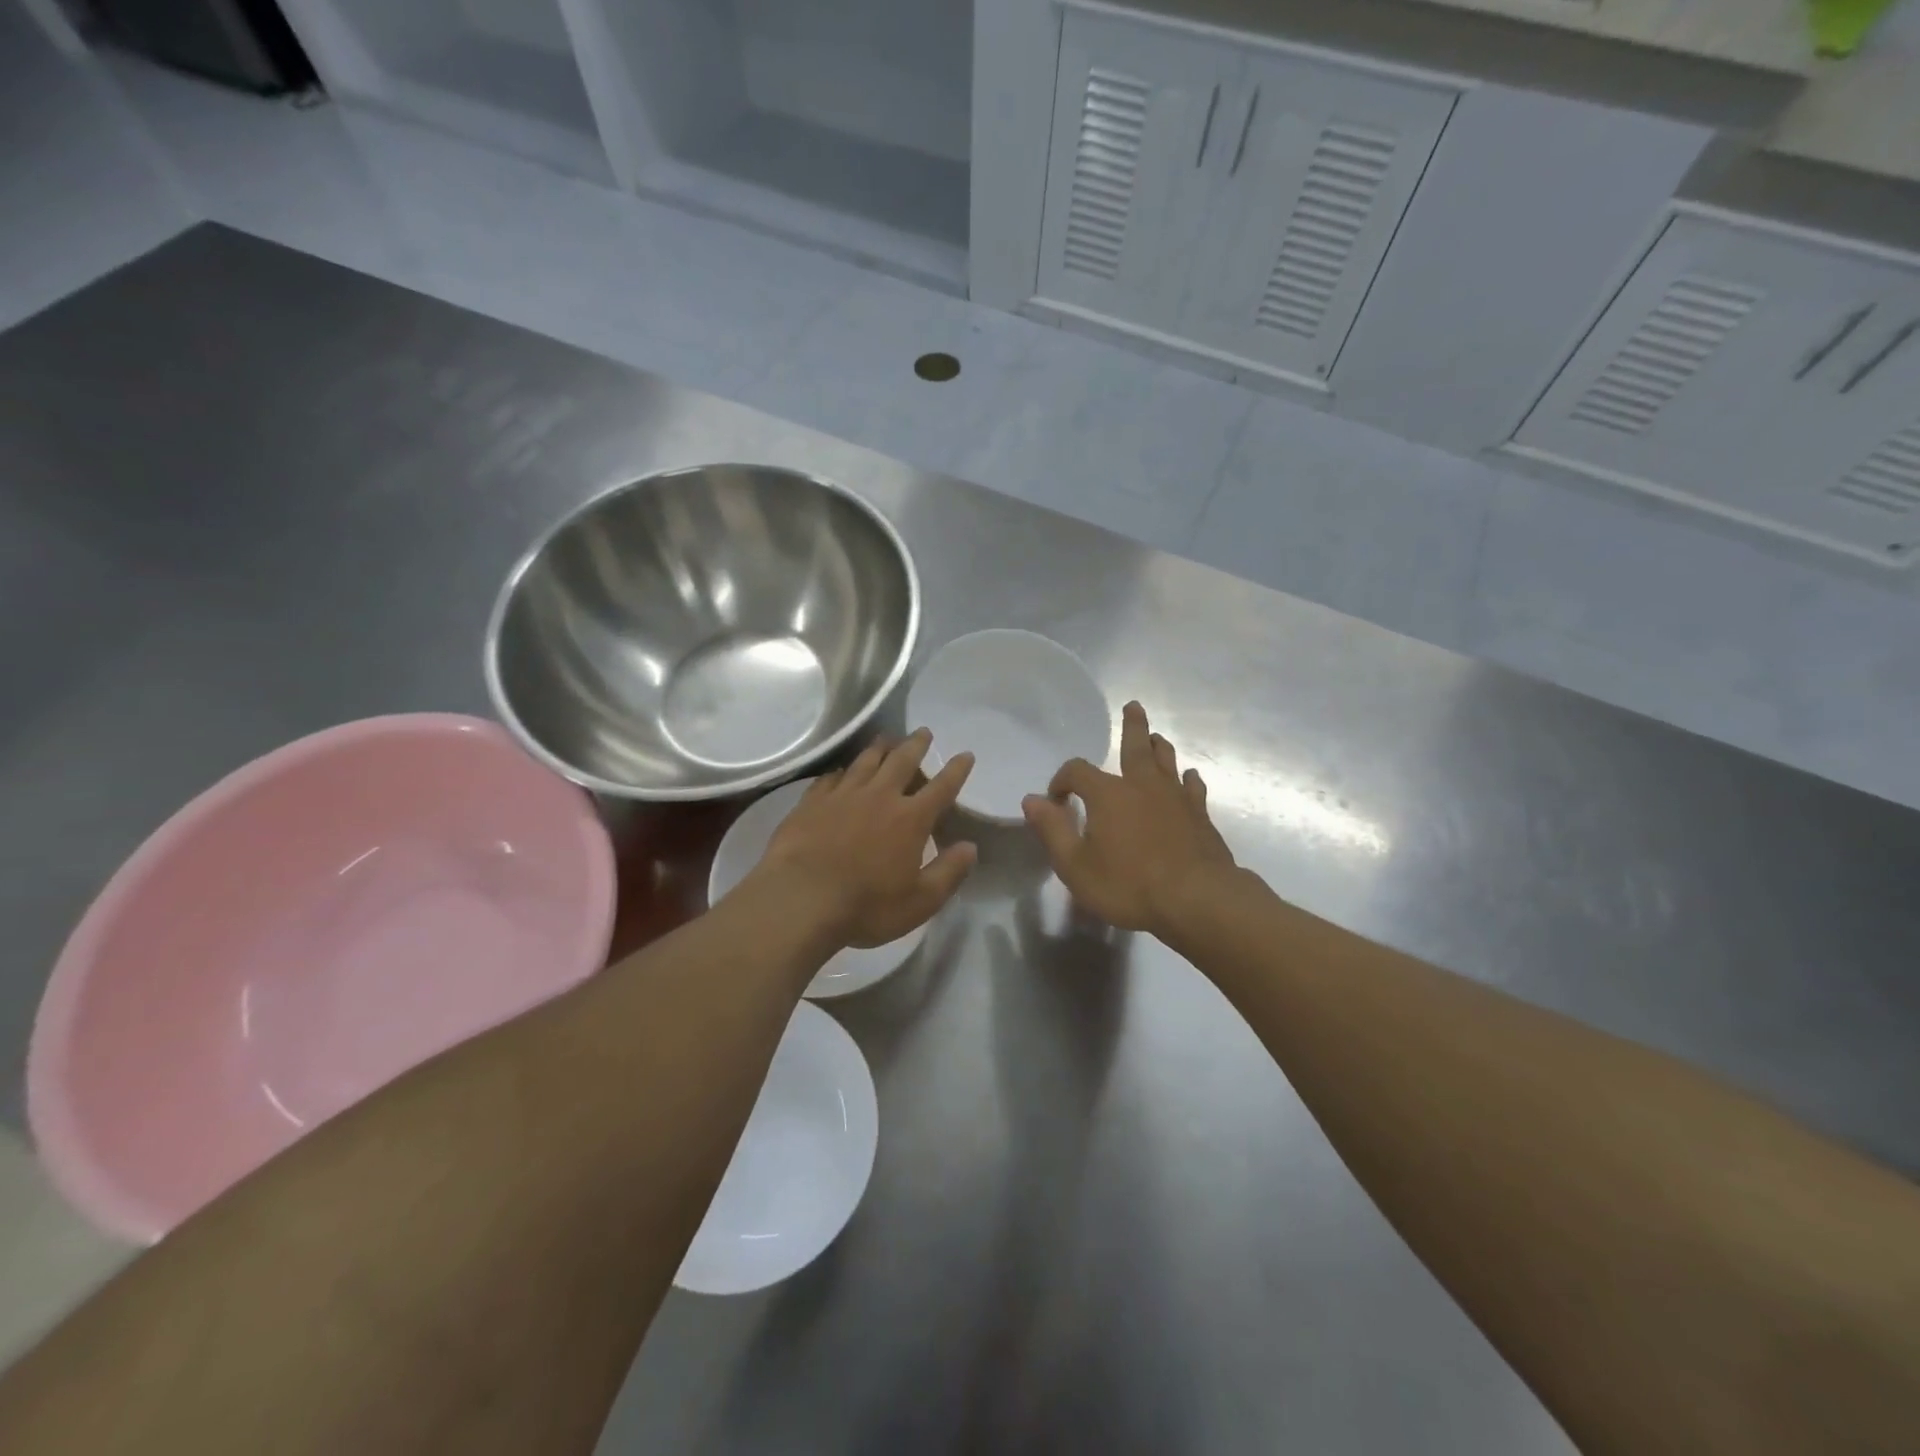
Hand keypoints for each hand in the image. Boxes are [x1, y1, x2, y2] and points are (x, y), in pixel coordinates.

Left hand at [754, 729, 977, 948]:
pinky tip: (843, 771)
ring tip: (887, 738)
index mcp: (911, 819)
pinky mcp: (812, 801)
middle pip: (902, 761)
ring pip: (866, 761)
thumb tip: (970, 847)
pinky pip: (832, 777)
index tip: (965, 754)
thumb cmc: (866, 905)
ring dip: (880, 747)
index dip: (956, 770)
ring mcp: (843, 795)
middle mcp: (880, 796)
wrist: (800, 898)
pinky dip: (843, 770)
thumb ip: (949, 872)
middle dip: (916, 745)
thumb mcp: (920, 901)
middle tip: (923, 732)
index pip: (941, 787)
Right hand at [1022, 701, 1235, 939]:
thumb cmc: (1128, 885)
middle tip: (1133, 706)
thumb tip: (1031, 800)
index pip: (1077, 771)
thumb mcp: (1075, 865)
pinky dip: (1188, 780)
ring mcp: (1175, 799)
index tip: (1056, 798)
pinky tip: (1189, 778)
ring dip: (1160, 747)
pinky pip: (1193, 789)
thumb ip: (1052, 830)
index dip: (1062, 780)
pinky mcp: (1200, 816)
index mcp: (1108, 794)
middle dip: (1132, 727)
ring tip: (1156, 737)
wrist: (1196, 900)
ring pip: (1167, 762)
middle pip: (1136, 746)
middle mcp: (1142, 786)